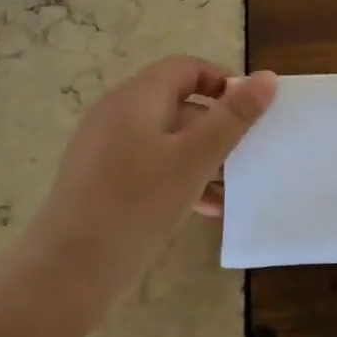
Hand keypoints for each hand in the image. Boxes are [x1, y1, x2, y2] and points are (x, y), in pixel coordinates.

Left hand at [16, 56, 276, 313]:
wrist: (69, 268)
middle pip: (178, 103)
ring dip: (203, 156)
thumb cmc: (138, 202)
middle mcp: (117, 114)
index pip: (186, 68)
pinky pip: (150, 165)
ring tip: (232, 186)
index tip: (252, 111)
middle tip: (247, 152)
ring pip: (167, 139)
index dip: (223, 82)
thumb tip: (266, 78)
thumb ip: (234, 117)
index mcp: (136, 97)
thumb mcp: (195, 157)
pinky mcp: (101, 180)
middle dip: (217, 126)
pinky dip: (180, 177)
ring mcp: (105, 149)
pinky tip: (207, 208)